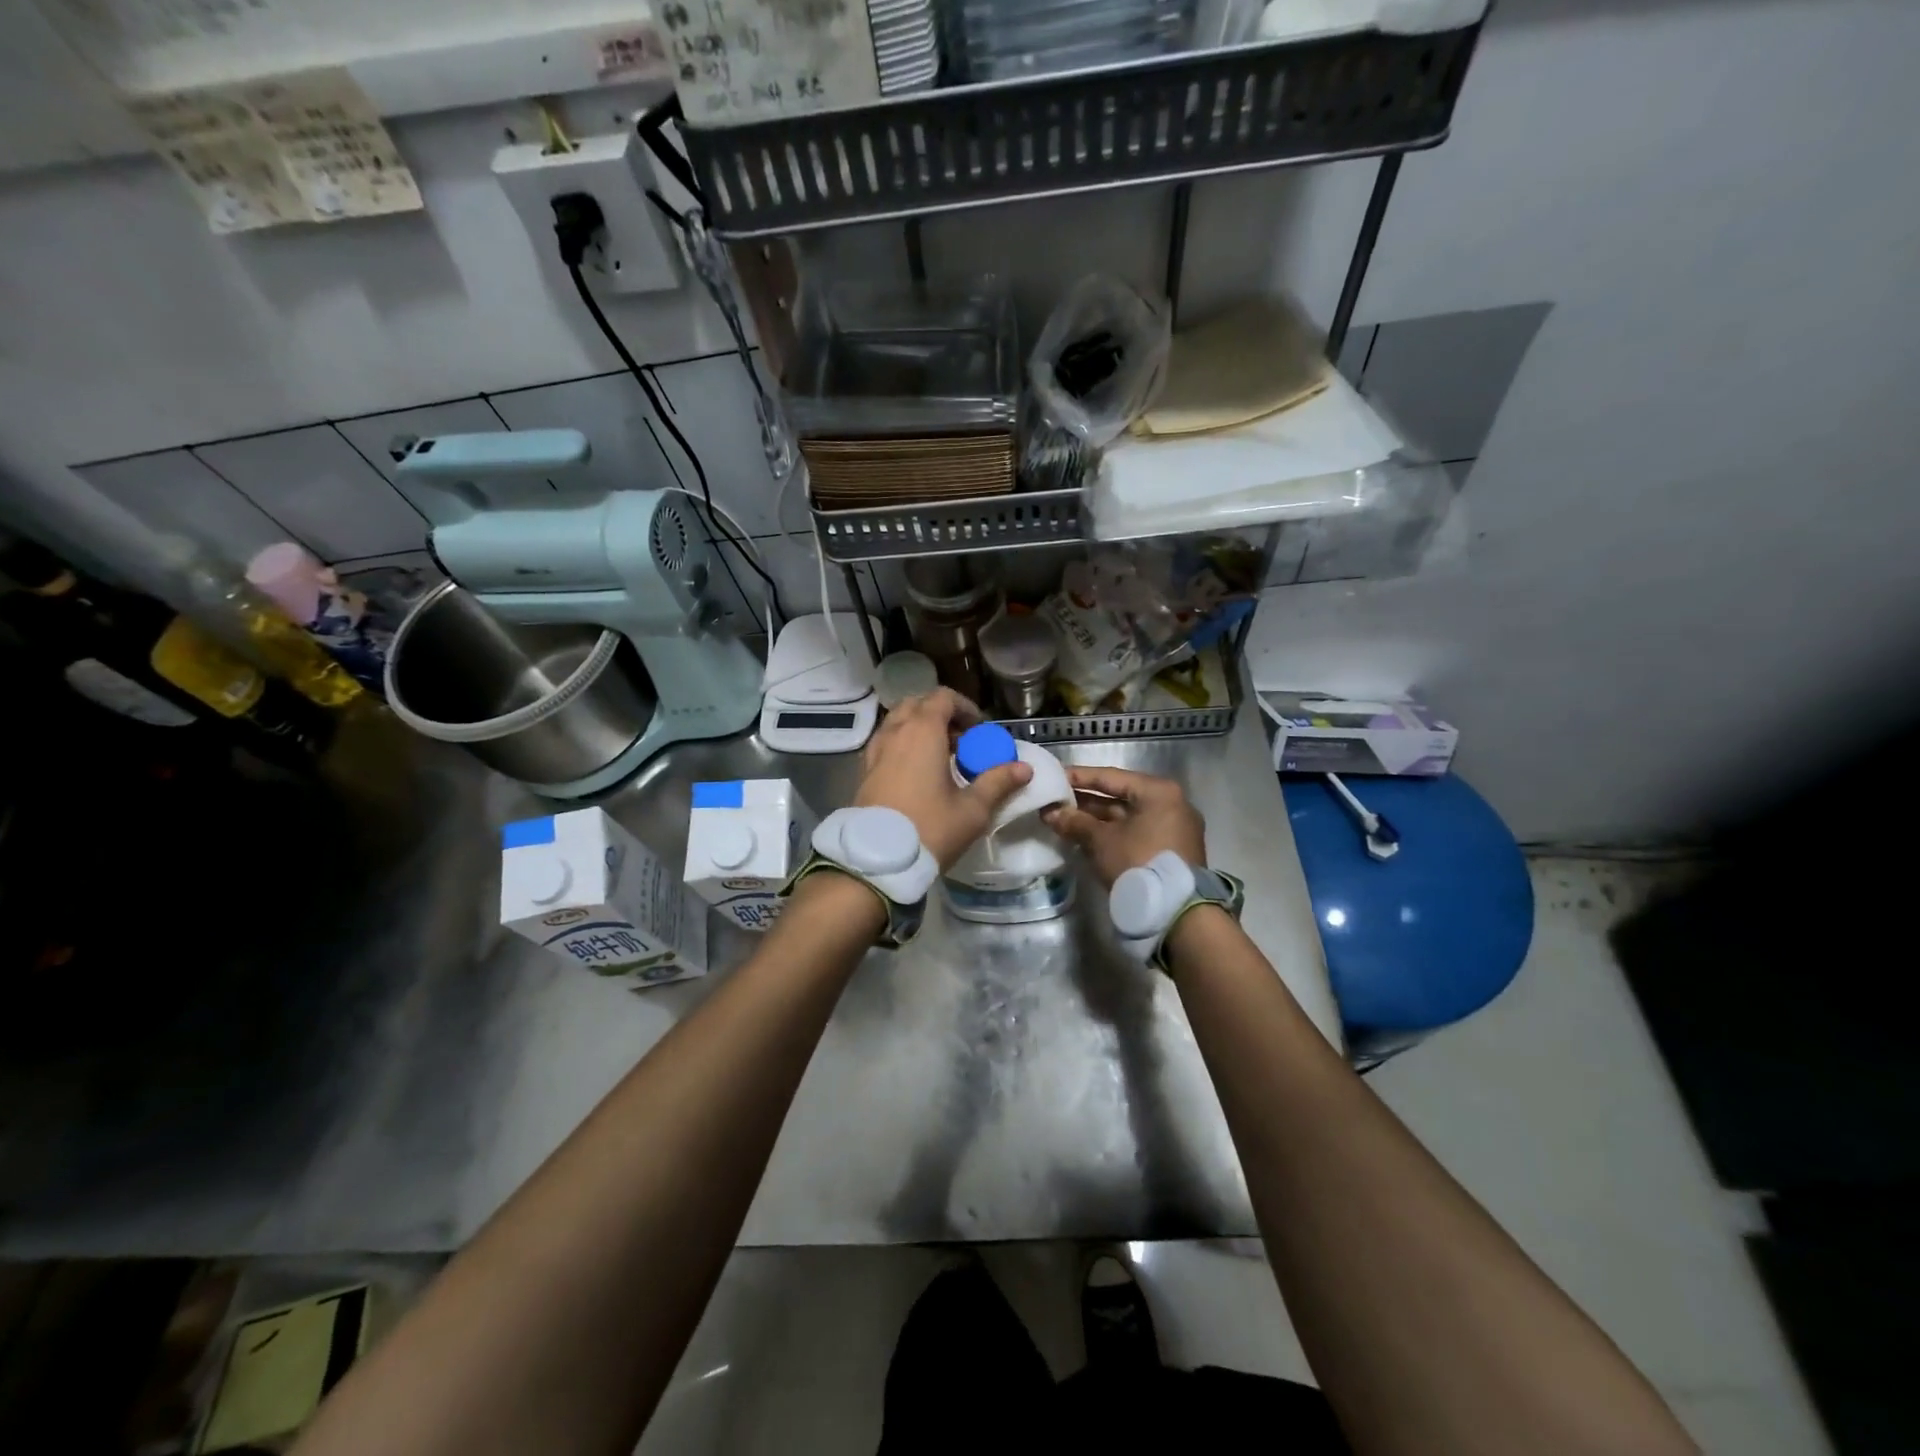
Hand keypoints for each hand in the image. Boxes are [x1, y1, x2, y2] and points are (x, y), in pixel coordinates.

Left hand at [855, 689, 1031, 869]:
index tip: (980, 730)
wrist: (876, 860)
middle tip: (961, 742)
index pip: (943, 697)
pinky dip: (903, 746)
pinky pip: (886, 743)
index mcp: (922, 731)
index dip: (965, 707)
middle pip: (918, 705)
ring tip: (940, 759)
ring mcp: (875, 750)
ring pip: (898, 723)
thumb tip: (1024, 768)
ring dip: (920, 730)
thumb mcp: (972, 809)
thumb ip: (998, 782)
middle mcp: (895, 732)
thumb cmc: (929, 828)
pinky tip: (917, 775)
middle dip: (941, 716)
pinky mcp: (864, 771)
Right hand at [1041, 766, 1205, 887]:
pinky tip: (1086, 838)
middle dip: (1085, 802)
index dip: (1079, 777)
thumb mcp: (1101, 840)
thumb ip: (1075, 822)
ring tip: (1064, 821)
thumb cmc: (1138, 862)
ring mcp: (1174, 828)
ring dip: (1096, 820)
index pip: (1111, 777)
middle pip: (1120, 797)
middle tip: (1055, 802)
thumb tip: (1050, 813)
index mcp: (1158, 791)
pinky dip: (1112, 834)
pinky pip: (1136, 833)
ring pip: (1127, 817)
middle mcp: (1170, 804)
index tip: (1054, 777)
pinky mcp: (1171, 850)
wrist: (1177, 912)